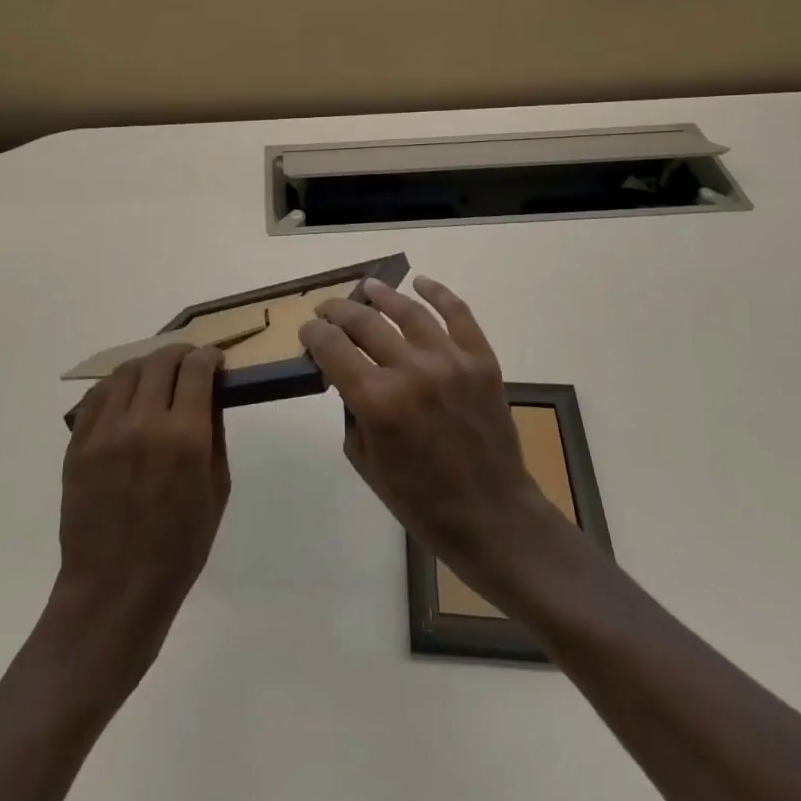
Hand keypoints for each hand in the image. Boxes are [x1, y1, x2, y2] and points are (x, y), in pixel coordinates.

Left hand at [53, 344, 229, 682]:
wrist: (113, 592)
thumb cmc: (178, 550)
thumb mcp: (216, 492)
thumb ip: (214, 436)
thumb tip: (210, 395)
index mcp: (184, 437)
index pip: (196, 369)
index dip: (209, 356)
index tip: (215, 360)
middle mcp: (143, 423)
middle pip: (161, 361)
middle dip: (181, 354)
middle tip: (189, 363)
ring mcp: (105, 432)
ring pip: (126, 371)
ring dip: (148, 366)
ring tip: (157, 377)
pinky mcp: (78, 445)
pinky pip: (96, 396)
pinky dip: (116, 386)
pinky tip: (125, 397)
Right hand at [297, 278, 571, 611]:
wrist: (492, 517)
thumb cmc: (421, 501)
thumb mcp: (365, 461)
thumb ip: (350, 410)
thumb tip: (343, 374)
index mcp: (377, 401)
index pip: (332, 347)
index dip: (314, 334)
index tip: (308, 332)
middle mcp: (411, 371)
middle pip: (364, 322)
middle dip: (338, 312)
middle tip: (328, 310)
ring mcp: (450, 361)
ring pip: (407, 311)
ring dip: (381, 294)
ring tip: (367, 286)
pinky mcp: (481, 360)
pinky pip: (458, 313)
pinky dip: (438, 293)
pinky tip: (420, 283)